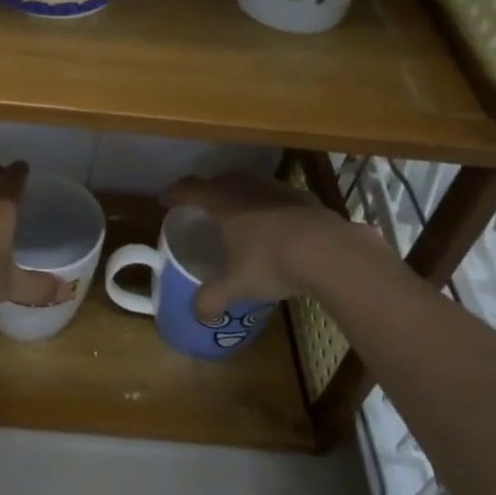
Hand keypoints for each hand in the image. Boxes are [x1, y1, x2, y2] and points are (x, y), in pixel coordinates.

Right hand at [162, 171, 402, 318]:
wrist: (330, 251)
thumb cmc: (273, 262)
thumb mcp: (238, 286)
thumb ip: (213, 298)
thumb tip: (197, 314)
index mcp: (223, 204)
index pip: (190, 190)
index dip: (174, 194)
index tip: (165, 203)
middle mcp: (247, 190)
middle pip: (220, 180)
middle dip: (207, 190)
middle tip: (202, 207)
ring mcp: (277, 190)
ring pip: (250, 184)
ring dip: (239, 194)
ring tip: (239, 216)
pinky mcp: (303, 198)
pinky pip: (276, 195)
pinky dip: (267, 205)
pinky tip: (275, 225)